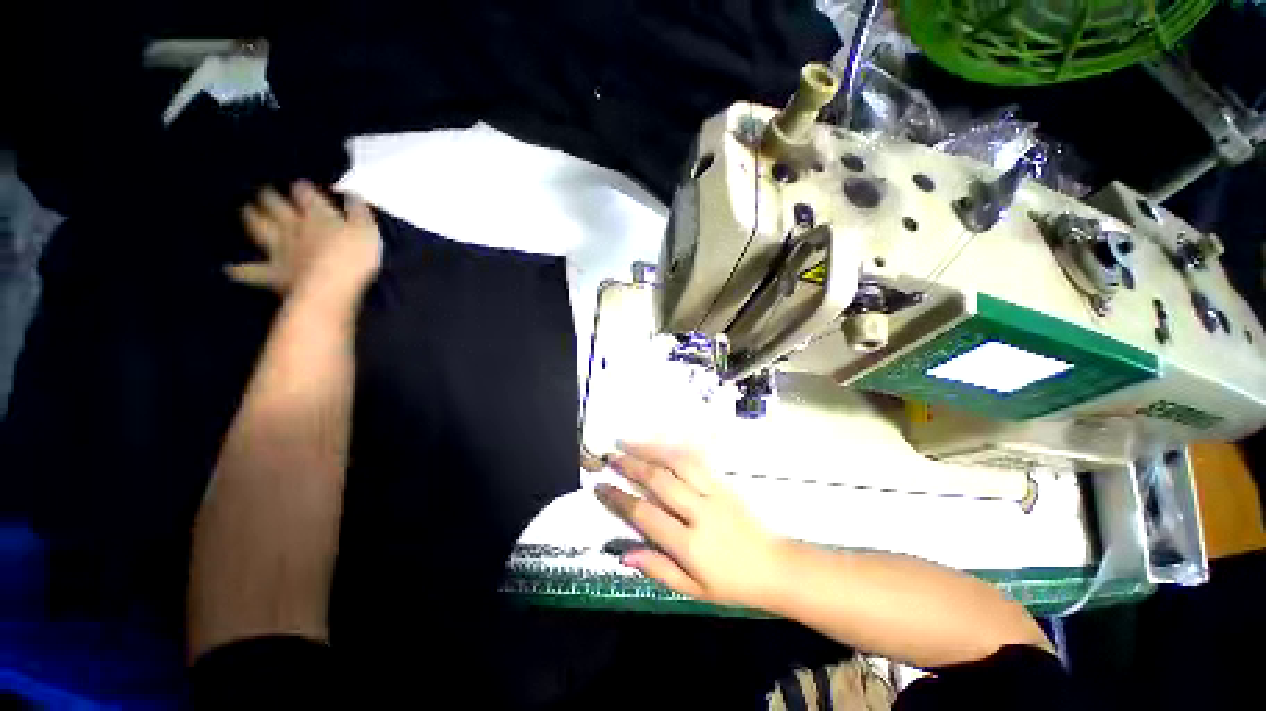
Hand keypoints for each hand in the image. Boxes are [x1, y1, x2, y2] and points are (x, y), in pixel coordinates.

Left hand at [229, 181, 381, 301]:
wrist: (330, 286)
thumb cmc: (355, 258)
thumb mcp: (368, 231)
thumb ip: (359, 212)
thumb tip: (352, 194)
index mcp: (317, 215)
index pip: (305, 193)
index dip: (302, 188)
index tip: (301, 185)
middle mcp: (294, 227)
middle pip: (276, 206)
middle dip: (270, 197)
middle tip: (264, 191)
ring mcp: (281, 249)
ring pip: (260, 229)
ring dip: (252, 219)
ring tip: (246, 211)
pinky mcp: (274, 273)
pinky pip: (253, 271)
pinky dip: (242, 270)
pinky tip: (231, 269)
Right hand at [595, 441, 788, 609]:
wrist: (776, 566)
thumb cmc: (733, 584)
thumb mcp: (693, 590)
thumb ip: (658, 569)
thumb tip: (624, 554)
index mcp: (690, 545)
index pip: (646, 515)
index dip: (619, 499)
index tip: (600, 487)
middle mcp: (700, 512)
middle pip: (660, 481)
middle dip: (631, 466)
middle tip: (610, 456)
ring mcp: (714, 492)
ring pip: (677, 462)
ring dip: (650, 449)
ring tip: (628, 441)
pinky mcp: (723, 482)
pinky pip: (695, 459)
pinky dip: (672, 448)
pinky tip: (659, 443)